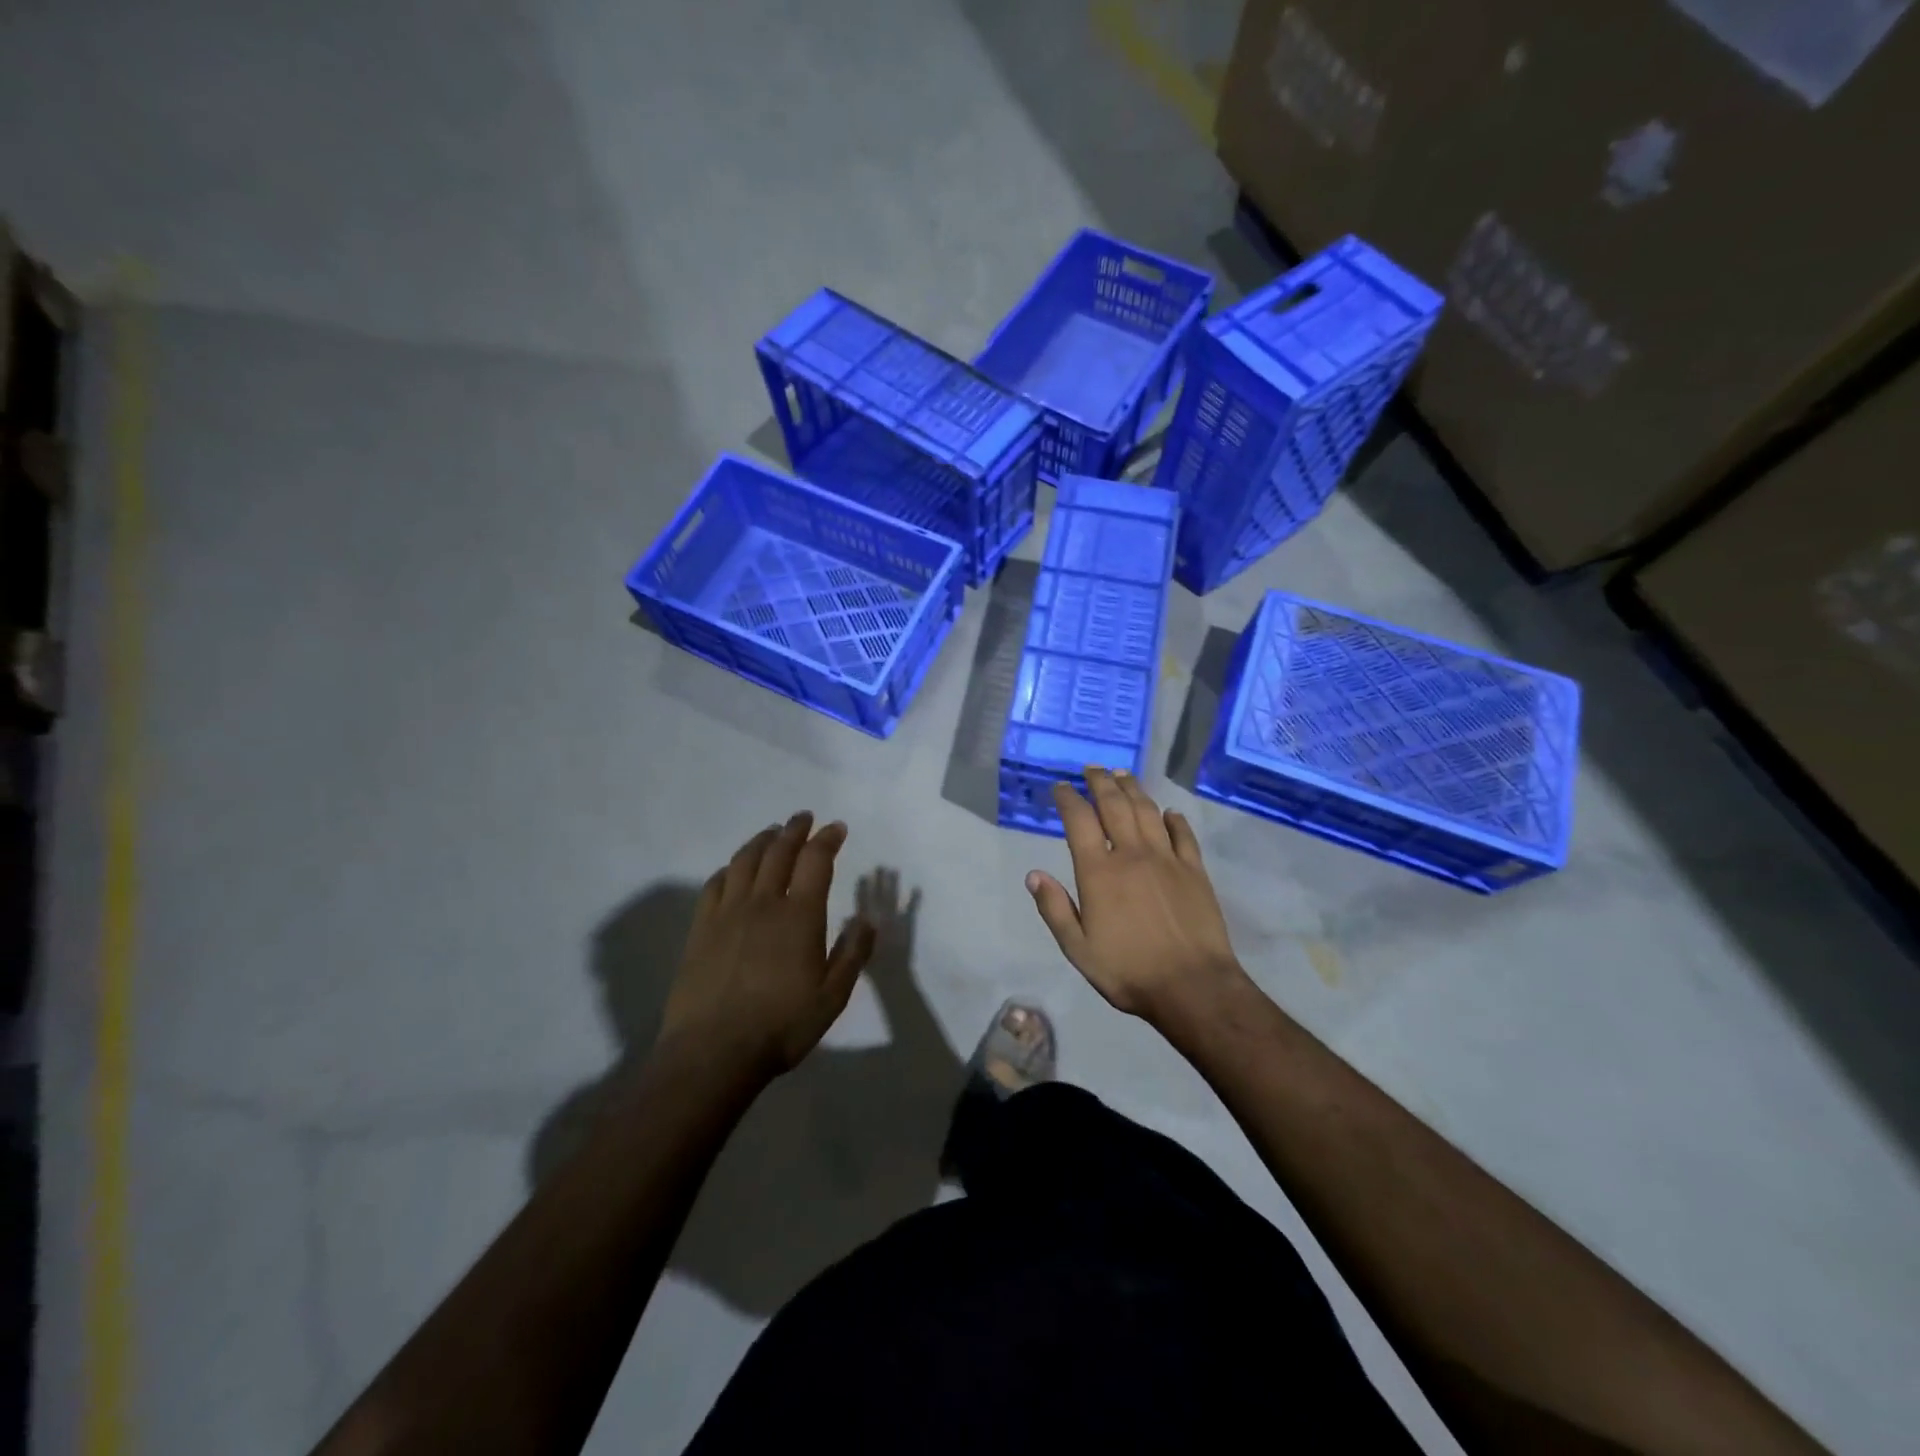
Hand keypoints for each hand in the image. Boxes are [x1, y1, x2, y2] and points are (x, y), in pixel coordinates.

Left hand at [660, 812, 876, 1079]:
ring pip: (745, 861)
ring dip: (762, 840)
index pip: (816, 861)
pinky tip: (734, 870)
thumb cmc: (782, 1026)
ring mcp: (728, 912)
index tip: (836, 828)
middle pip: (779, 851)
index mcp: (800, 916)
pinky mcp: (701, 928)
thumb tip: (867, 919)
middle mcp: (764, 903)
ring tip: (772, 833)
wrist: (713, 1052)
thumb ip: (853, 954)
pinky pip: (715, 884)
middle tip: (804, 818)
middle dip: (795, 829)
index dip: (827, 839)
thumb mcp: (832, 997)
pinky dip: (729, 868)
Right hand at [1028, 769, 1249, 1028]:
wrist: (1193, 986)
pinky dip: (1173, 819)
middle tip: (1092, 769)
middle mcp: (1132, 854)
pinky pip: (1183, 834)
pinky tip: (1168, 813)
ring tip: (1122, 775)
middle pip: (1115, 805)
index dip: (1068, 798)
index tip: (1061, 787)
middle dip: (1100, 782)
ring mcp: (1167, 859)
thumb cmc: (1128, 970)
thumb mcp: (1078, 949)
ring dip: (1133, 789)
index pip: (1079, 820)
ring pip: (1147, 811)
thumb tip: (1034, 875)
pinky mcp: (1195, 870)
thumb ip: (1055, 909)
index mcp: (1099, 872)